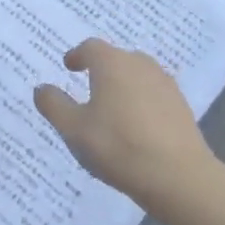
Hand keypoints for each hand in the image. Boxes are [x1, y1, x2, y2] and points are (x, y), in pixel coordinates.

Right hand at [33, 39, 216, 208]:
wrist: (179, 177)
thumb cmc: (118, 146)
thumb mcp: (73, 128)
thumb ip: (54, 105)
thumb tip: (42, 88)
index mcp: (112, 64)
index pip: (91, 47)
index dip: (78, 55)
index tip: (69, 67)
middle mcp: (140, 65)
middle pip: (117, 58)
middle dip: (102, 68)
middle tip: (88, 85)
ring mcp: (165, 85)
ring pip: (138, 75)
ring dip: (123, 84)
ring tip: (112, 106)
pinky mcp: (182, 107)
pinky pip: (154, 94)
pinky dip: (141, 101)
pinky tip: (136, 124)